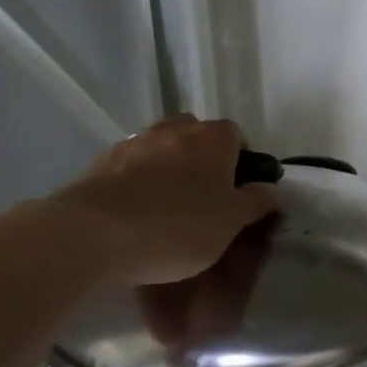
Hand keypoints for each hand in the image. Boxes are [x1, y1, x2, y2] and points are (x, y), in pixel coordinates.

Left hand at [52, 116, 277, 284]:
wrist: (95, 235)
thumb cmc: (179, 226)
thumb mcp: (231, 223)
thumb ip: (255, 203)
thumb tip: (271, 190)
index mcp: (212, 139)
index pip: (236, 133)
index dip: (241, 157)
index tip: (240, 186)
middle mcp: (173, 131)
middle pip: (195, 133)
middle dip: (203, 156)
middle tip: (206, 193)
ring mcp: (133, 144)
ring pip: (161, 147)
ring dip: (169, 166)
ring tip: (169, 203)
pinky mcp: (100, 164)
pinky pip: (131, 166)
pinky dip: (139, 181)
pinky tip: (138, 211)